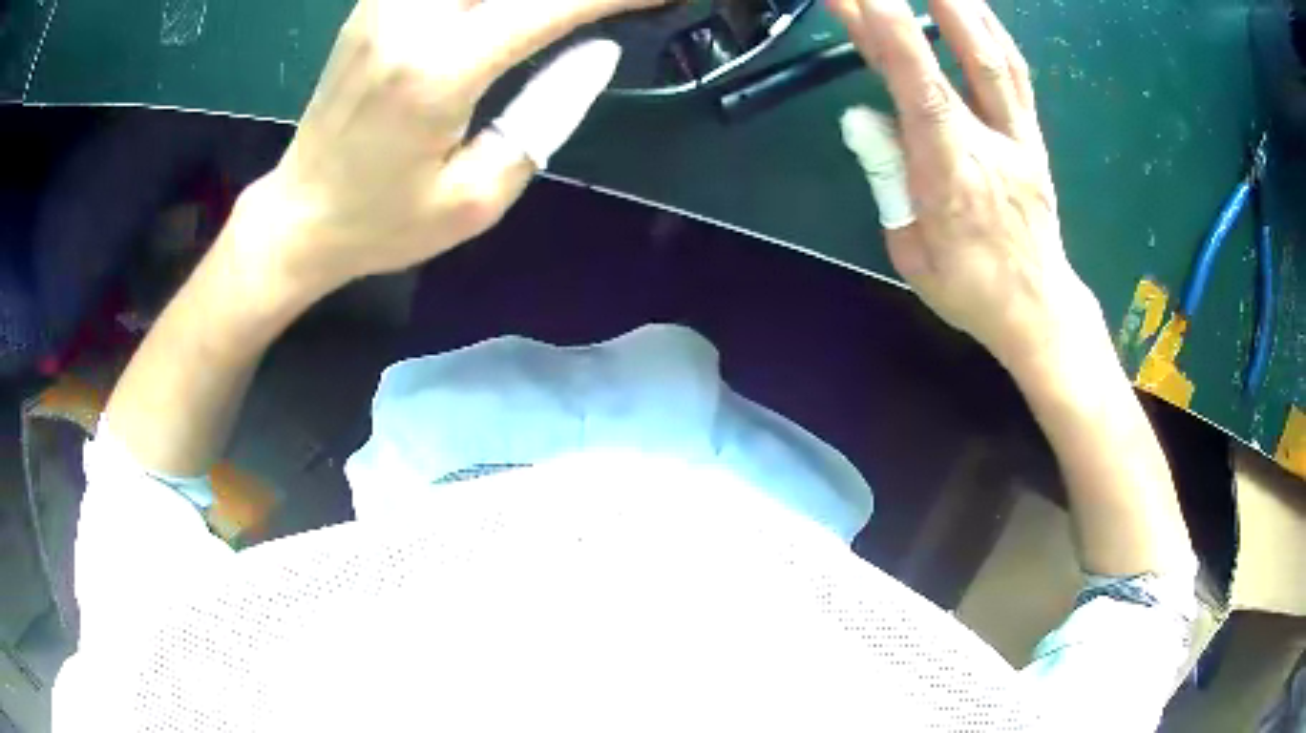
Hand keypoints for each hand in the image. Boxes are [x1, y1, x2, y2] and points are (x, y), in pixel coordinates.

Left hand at [235, 0, 663, 297]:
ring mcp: (383, 3)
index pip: (549, 5)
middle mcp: (408, 18)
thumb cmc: (384, 223)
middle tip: (608, 8)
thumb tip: (597, 51)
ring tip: (559, 11)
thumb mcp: (478, 197)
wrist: (299, 217)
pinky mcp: (373, 3)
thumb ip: (546, 115)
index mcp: (437, 71)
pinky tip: (506, 10)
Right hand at [831, 0, 1097, 369]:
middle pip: (956, 61)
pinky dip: (993, 33)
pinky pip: (1015, 76)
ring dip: (963, 7)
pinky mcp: (1032, 138)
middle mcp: (989, 145)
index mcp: (951, 177)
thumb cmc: (970, 290)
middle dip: (910, 8)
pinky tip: (974, 9)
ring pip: (995, 59)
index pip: (920, 90)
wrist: (1038, 310)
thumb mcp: (912, 251)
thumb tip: (867, 119)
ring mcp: (1018, 138)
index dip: (892, 36)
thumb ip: (889, 179)